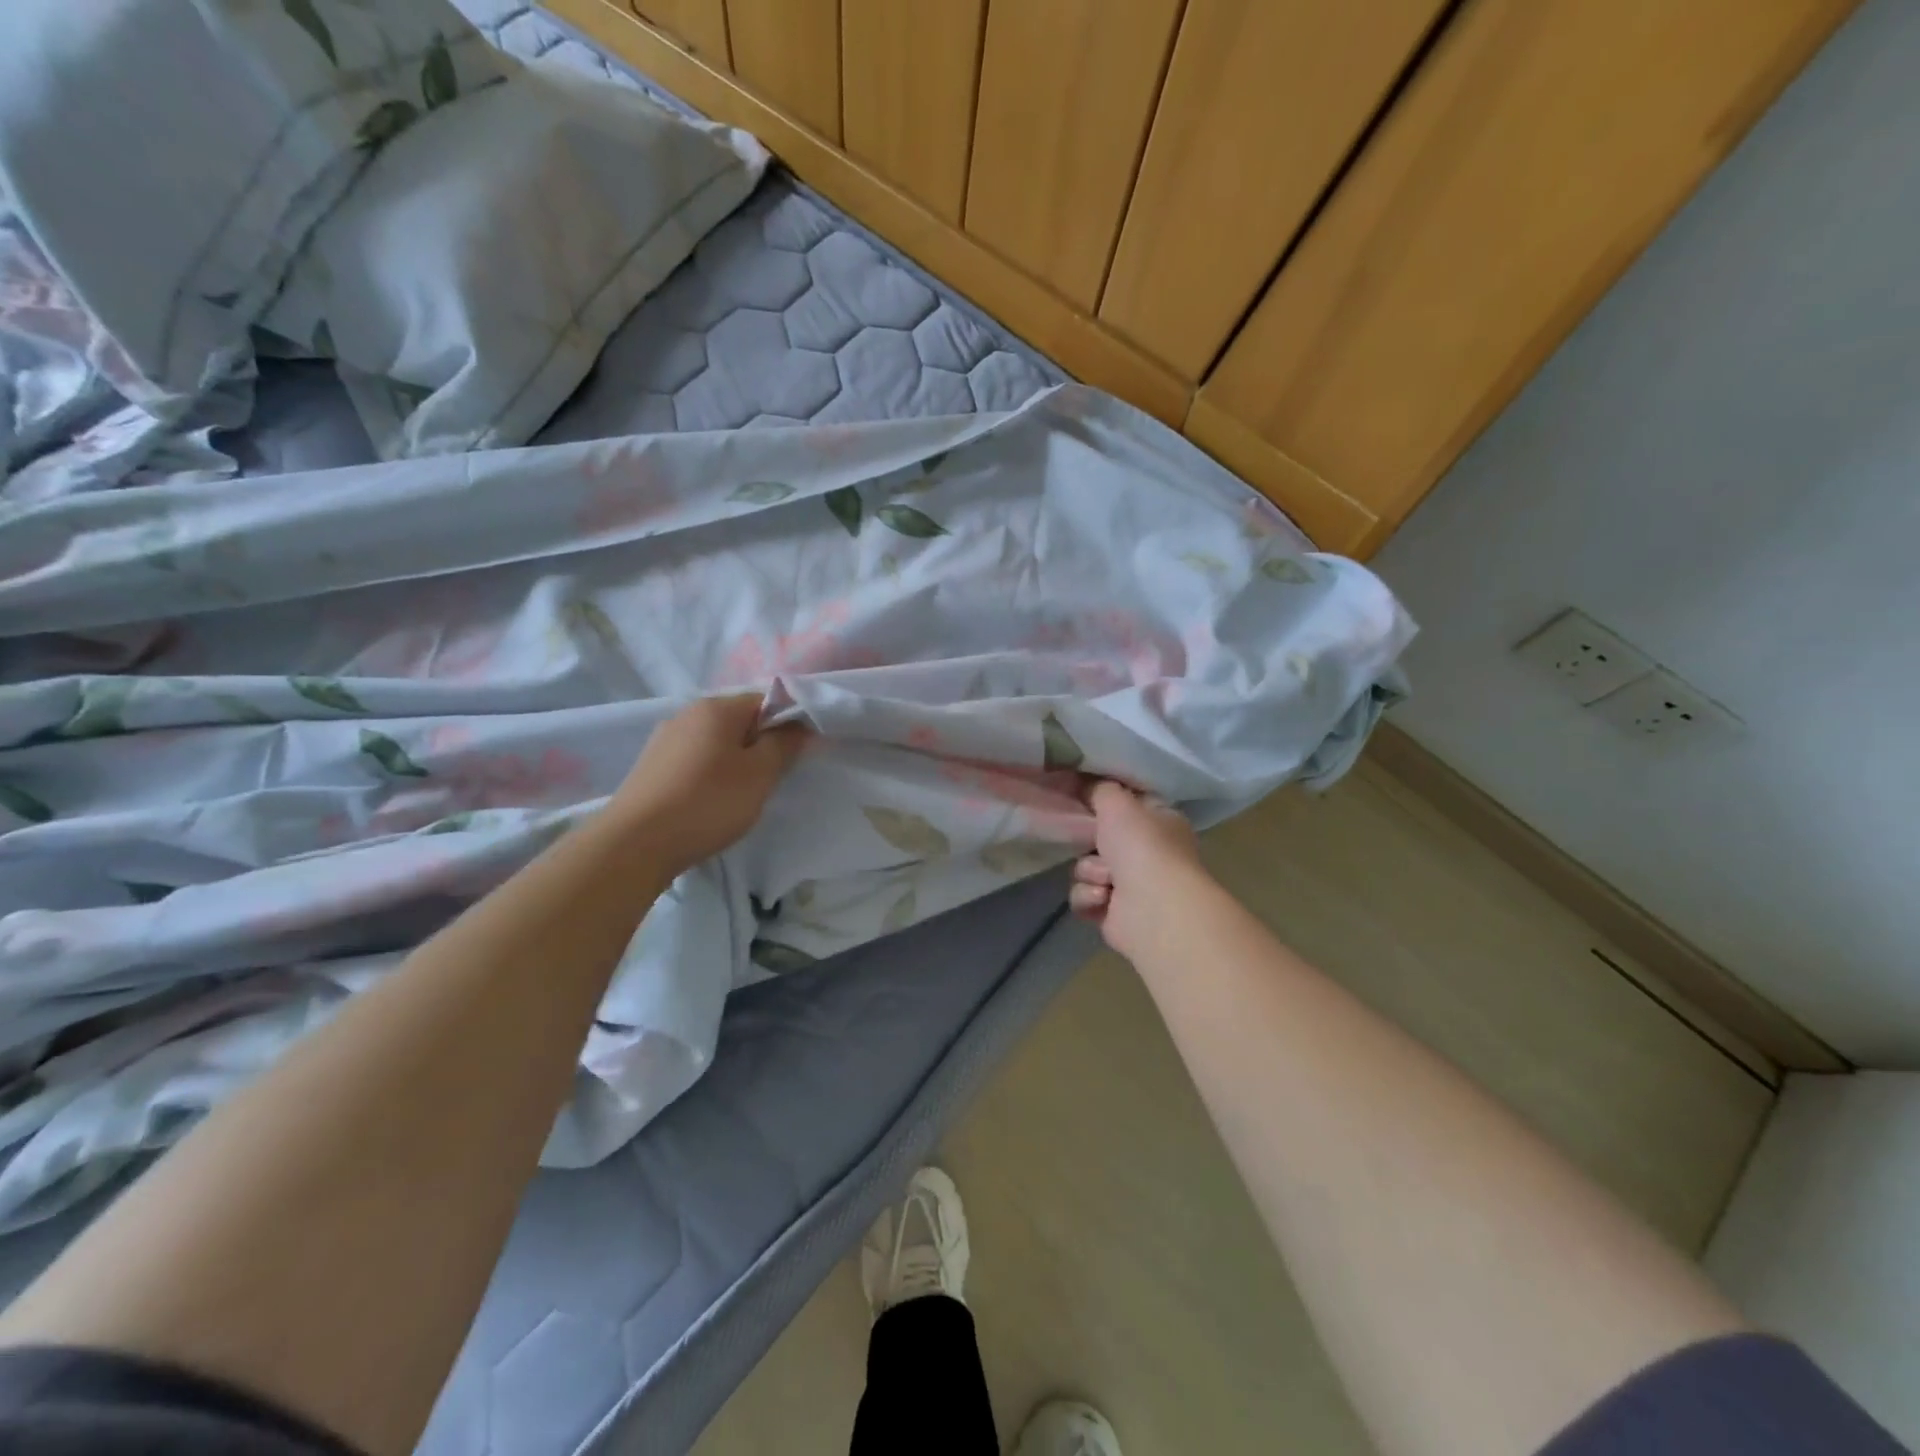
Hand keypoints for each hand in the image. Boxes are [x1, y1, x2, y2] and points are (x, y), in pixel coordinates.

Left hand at [608, 694, 808, 870]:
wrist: (635, 843)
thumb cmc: (708, 802)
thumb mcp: (760, 774)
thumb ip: (785, 744)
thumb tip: (801, 725)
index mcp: (716, 707)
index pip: (766, 700)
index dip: (788, 723)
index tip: (798, 755)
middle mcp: (688, 713)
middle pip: (740, 720)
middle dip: (760, 745)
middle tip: (771, 779)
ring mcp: (664, 738)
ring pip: (716, 742)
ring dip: (735, 761)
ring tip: (740, 795)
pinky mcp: (651, 765)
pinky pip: (694, 759)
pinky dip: (710, 773)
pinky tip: (709, 801)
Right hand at [1070, 781, 1206, 959]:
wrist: (1153, 910)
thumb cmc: (1143, 847)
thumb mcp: (1117, 801)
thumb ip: (1098, 788)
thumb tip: (1084, 782)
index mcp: (1161, 822)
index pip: (1128, 805)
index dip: (1105, 802)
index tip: (1081, 797)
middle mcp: (1149, 853)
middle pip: (1100, 838)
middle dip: (1091, 843)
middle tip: (1093, 842)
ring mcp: (1132, 886)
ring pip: (1087, 868)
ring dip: (1090, 872)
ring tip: (1106, 881)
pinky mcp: (1114, 914)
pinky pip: (1084, 897)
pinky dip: (1089, 897)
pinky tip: (1103, 899)